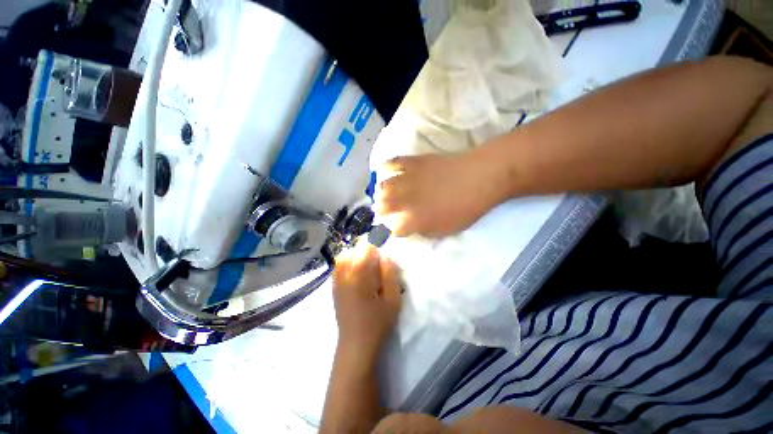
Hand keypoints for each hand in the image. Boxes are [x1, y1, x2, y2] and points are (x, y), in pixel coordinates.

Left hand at [333, 244, 401, 354]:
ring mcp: (336, 280)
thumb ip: (390, 273)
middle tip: (376, 264)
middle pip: (353, 249)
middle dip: (366, 251)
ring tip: (367, 266)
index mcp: (359, 275)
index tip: (384, 259)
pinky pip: (338, 266)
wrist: (356, 345)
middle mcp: (344, 273)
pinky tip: (357, 273)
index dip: (378, 249)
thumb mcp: (393, 299)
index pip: (366, 248)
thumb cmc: (378, 322)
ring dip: (356, 256)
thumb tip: (385, 255)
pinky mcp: (333, 287)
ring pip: (344, 256)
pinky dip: (348, 263)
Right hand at [374, 151, 507, 236]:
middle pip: (382, 207)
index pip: (393, 229)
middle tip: (384, 211)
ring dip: (380, 193)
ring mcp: (407, 180)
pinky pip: (392, 163)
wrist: (479, 178)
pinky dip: (385, 167)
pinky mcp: (413, 162)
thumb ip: (425, 232)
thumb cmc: (466, 208)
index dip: (392, 230)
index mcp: (414, 220)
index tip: (395, 228)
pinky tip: (385, 171)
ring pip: (383, 187)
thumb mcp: (447, 230)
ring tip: (384, 194)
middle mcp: (405, 201)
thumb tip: (411, 229)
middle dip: (380, 211)